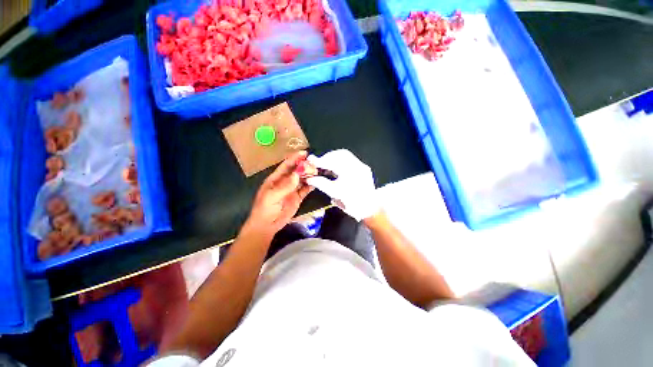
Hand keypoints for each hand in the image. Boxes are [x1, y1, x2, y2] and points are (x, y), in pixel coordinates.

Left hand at [242, 151, 313, 239]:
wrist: (267, 226)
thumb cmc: (265, 209)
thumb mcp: (273, 196)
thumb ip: (285, 186)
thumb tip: (297, 174)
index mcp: (276, 178)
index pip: (286, 165)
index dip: (295, 158)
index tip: (305, 153)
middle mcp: (285, 182)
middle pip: (296, 171)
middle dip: (305, 167)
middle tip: (315, 166)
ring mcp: (292, 189)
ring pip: (302, 179)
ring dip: (309, 175)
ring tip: (318, 172)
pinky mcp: (297, 197)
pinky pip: (305, 189)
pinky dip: (311, 185)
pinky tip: (317, 182)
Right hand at [306, 149, 379, 220]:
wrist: (370, 209)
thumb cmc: (352, 204)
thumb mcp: (334, 194)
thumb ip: (321, 184)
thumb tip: (310, 178)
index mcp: (350, 173)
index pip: (332, 162)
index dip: (320, 161)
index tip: (311, 161)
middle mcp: (357, 166)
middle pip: (339, 154)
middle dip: (327, 157)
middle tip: (318, 164)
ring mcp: (362, 166)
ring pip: (345, 155)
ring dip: (333, 158)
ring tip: (326, 166)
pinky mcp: (364, 168)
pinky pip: (350, 159)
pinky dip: (340, 161)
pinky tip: (335, 168)